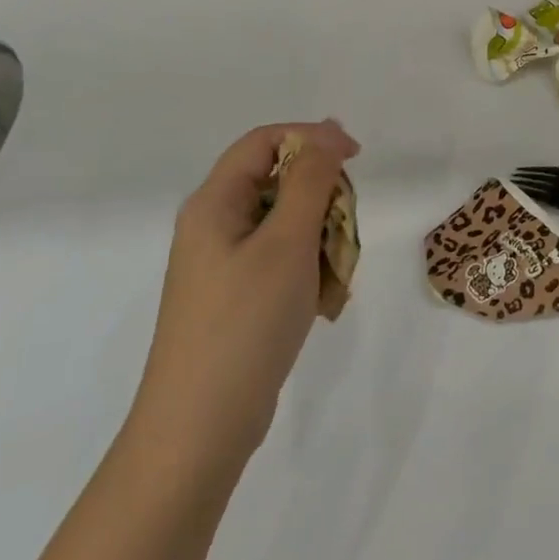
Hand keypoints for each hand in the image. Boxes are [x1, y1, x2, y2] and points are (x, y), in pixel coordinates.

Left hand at [126, 120, 359, 497]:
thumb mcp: (287, 242)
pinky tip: (322, 303)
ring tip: (334, 279)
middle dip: (322, 200)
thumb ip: (311, 180)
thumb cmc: (245, 322)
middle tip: (345, 234)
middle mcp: (214, 226)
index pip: (265, 140)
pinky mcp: (236, 297)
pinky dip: (309, 271)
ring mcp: (223, 265)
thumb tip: (327, 132)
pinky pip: (282, 262)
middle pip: (279, 182)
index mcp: (214, 203)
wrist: (200, 427)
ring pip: (287, 225)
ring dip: (321, 241)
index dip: (313, 138)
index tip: (358, 160)